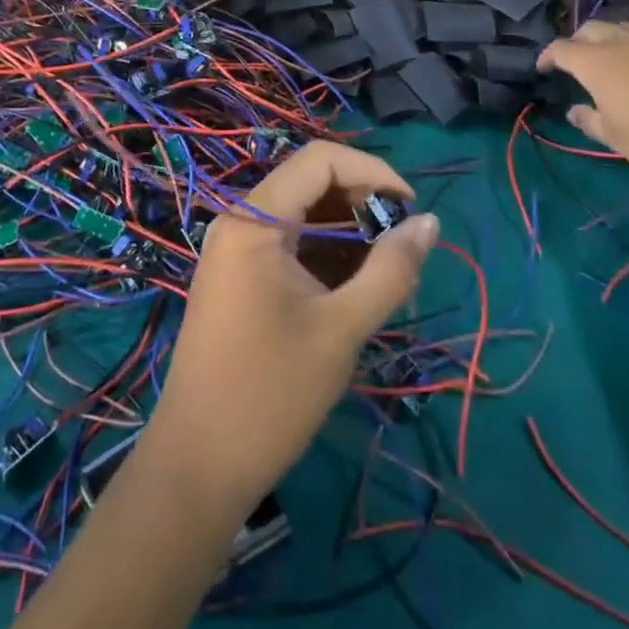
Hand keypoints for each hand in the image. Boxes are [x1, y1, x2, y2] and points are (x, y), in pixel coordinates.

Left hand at [145, 140, 438, 513]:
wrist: (197, 467)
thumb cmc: (270, 395)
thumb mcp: (342, 330)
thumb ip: (390, 270)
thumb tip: (431, 222)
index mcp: (254, 220)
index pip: (320, 160)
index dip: (373, 171)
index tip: (412, 209)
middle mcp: (240, 221)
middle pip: (311, 183)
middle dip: (363, 203)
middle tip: (403, 247)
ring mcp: (235, 249)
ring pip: (302, 214)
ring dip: (348, 231)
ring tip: (387, 272)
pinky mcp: (238, 277)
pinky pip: (289, 243)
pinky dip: (326, 253)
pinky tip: (355, 288)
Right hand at [537, 20, 628, 180]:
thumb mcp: (615, 138)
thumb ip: (589, 121)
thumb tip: (574, 110)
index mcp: (595, 62)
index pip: (561, 49)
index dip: (548, 56)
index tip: (543, 68)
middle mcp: (621, 43)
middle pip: (590, 28)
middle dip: (577, 40)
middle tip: (575, 60)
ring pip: (622, 28)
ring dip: (608, 39)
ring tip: (610, 58)